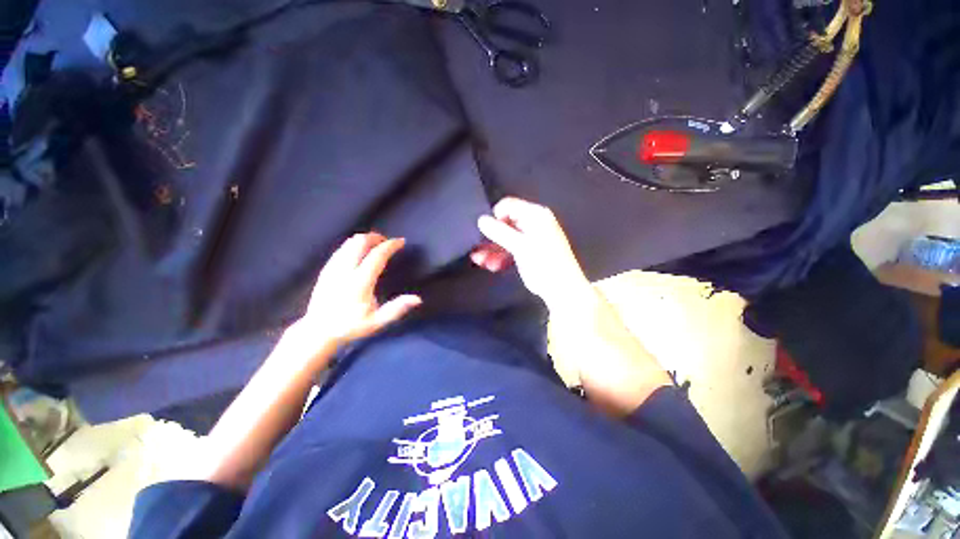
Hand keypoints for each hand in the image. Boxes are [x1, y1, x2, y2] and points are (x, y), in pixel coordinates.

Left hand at [295, 233, 420, 350]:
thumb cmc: (350, 326)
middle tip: (387, 242)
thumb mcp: (376, 322)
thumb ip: (396, 309)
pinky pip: (341, 248)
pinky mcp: (326, 269)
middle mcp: (345, 270)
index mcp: (360, 282)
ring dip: (365, 239)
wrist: (317, 331)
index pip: (377, 255)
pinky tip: (359, 252)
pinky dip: (353, 245)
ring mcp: (333, 268)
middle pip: (360, 242)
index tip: (401, 241)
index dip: (390, 245)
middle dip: (376, 237)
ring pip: (349, 242)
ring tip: (376, 245)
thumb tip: (417, 299)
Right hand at [472, 197, 591, 307]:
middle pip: (505, 224)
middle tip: (477, 248)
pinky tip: (491, 265)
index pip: (509, 206)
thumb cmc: (544, 263)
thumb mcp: (520, 246)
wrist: (561, 288)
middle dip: (490, 237)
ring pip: (506, 239)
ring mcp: (530, 238)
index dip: (495, 217)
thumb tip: (481, 220)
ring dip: (493, 249)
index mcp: (535, 215)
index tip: (485, 231)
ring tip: (481, 261)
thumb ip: (499, 232)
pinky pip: (510, 249)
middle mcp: (533, 223)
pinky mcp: (528, 252)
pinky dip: (501, 256)